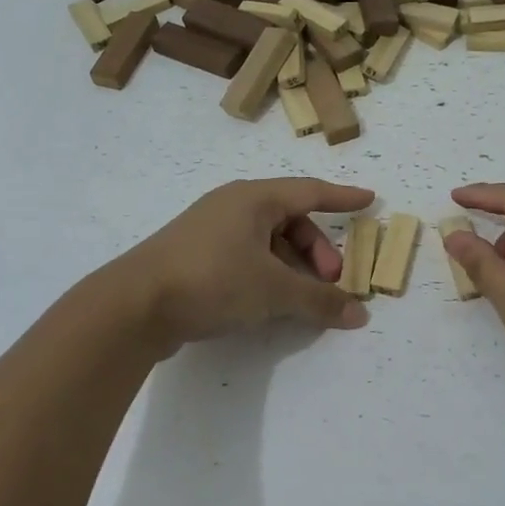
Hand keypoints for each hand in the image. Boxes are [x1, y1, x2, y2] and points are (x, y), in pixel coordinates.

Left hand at [110, 178, 374, 351]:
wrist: (134, 305)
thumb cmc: (212, 280)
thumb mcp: (273, 290)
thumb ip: (319, 300)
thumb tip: (359, 314)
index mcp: (253, 198)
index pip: (310, 191)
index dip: (342, 197)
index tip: (369, 200)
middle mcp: (232, 207)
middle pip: (290, 220)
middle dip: (317, 249)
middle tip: (330, 280)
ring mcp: (210, 232)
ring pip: (267, 242)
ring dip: (293, 266)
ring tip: (302, 298)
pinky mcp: (195, 258)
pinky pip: (246, 257)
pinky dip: (268, 274)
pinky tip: (269, 303)